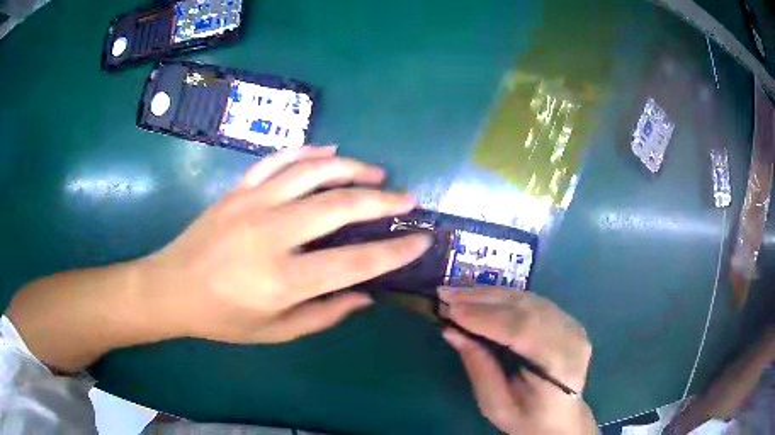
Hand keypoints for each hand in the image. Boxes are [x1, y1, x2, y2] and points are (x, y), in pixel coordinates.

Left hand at [140, 146, 431, 343]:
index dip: (395, 251)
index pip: (354, 262)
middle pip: (340, 206)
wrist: (171, 288)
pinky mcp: (238, 189)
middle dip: (383, 201)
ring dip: (351, 168)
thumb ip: (324, 315)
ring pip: (313, 171)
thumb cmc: (222, 318)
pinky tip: (330, 150)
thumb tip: (366, 296)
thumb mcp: (275, 332)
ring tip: (376, 172)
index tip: (421, 239)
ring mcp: (252, 203)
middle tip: (409, 198)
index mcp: (282, 280)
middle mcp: (271, 234)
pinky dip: (308, 150)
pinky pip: (278, 159)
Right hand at [439, 287, 596, 433]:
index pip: (523, 330)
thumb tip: (451, 331)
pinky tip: (479, 296)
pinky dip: (502, 297)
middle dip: (482, 300)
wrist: (561, 417)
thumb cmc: (527, 418)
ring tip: (456, 292)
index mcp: (560, 364)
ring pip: (528, 299)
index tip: (449, 309)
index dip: (485, 318)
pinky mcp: (565, 319)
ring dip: (489, 294)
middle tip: (445, 294)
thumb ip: (478, 367)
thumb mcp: (496, 405)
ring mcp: (572, 324)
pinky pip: (531, 301)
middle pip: (526, 308)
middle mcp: (571, 336)